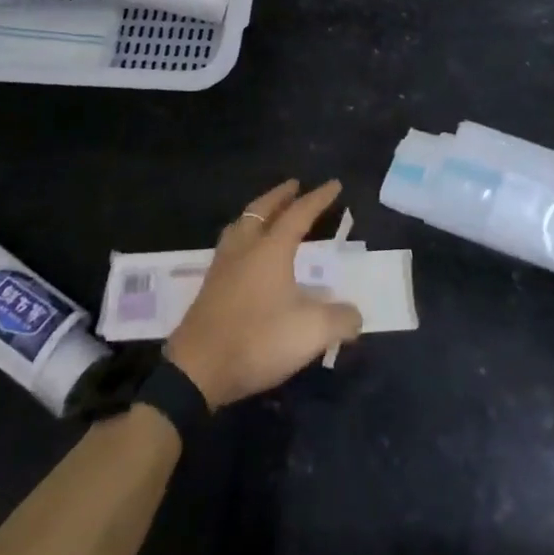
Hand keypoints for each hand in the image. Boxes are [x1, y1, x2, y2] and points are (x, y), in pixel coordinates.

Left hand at [166, 179, 362, 407]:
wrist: (197, 370)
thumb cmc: (258, 340)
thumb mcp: (311, 333)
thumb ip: (340, 320)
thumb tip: (355, 315)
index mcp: (271, 249)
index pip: (299, 214)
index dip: (318, 198)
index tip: (334, 184)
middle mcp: (245, 248)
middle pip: (262, 210)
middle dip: (281, 195)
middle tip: (294, 185)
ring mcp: (223, 266)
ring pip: (241, 225)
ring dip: (258, 212)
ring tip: (268, 212)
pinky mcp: (210, 287)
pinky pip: (230, 244)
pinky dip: (244, 235)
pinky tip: (248, 253)